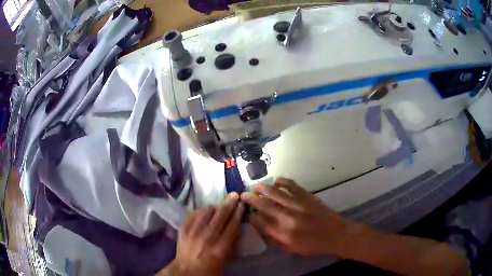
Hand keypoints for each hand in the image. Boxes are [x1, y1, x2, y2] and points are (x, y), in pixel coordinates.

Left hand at [161, 193, 243, 275]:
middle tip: (234, 195)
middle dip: (229, 204)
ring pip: (206, 212)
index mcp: (220, 248)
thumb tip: (236, 227)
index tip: (242, 204)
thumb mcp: (225, 260)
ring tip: (220, 203)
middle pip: (220, 216)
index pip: (232, 226)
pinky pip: (193, 214)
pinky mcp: (183, 229)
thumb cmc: (209, 268)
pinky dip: (201, 210)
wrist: (186, 271)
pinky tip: (206, 210)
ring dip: (215, 206)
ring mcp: (193, 232)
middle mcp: (207, 238)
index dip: (238, 213)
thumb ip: (231, 244)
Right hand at [240, 178, 348, 256]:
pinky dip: (283, 181)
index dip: (252, 216)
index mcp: (284, 234)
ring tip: (255, 185)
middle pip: (265, 205)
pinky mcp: (308, 197)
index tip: (248, 213)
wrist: (336, 235)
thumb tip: (262, 227)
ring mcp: (299, 205)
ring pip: (277, 193)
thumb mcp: (292, 249)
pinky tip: (276, 180)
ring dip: (264, 188)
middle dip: (252, 199)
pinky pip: (293, 186)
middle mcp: (289, 218)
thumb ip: (275, 238)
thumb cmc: (313, 245)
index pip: (261, 222)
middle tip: (243, 194)